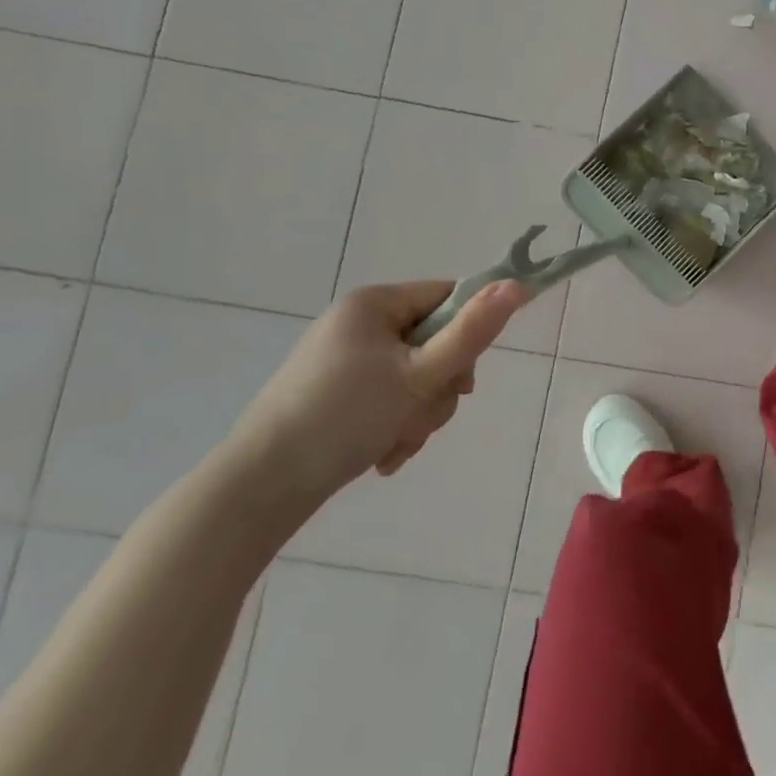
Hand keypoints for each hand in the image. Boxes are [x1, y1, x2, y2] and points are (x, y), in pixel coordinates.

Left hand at [230, 279, 528, 505]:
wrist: (257, 490)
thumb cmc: (343, 419)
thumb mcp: (419, 375)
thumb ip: (473, 332)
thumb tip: (518, 285)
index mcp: (374, 303)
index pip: (448, 297)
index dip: (468, 333)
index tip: (463, 376)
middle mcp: (359, 323)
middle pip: (435, 341)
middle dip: (438, 387)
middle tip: (422, 417)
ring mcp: (344, 359)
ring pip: (415, 375)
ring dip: (419, 412)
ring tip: (398, 443)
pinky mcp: (335, 393)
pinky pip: (389, 397)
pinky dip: (395, 425)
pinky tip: (383, 455)